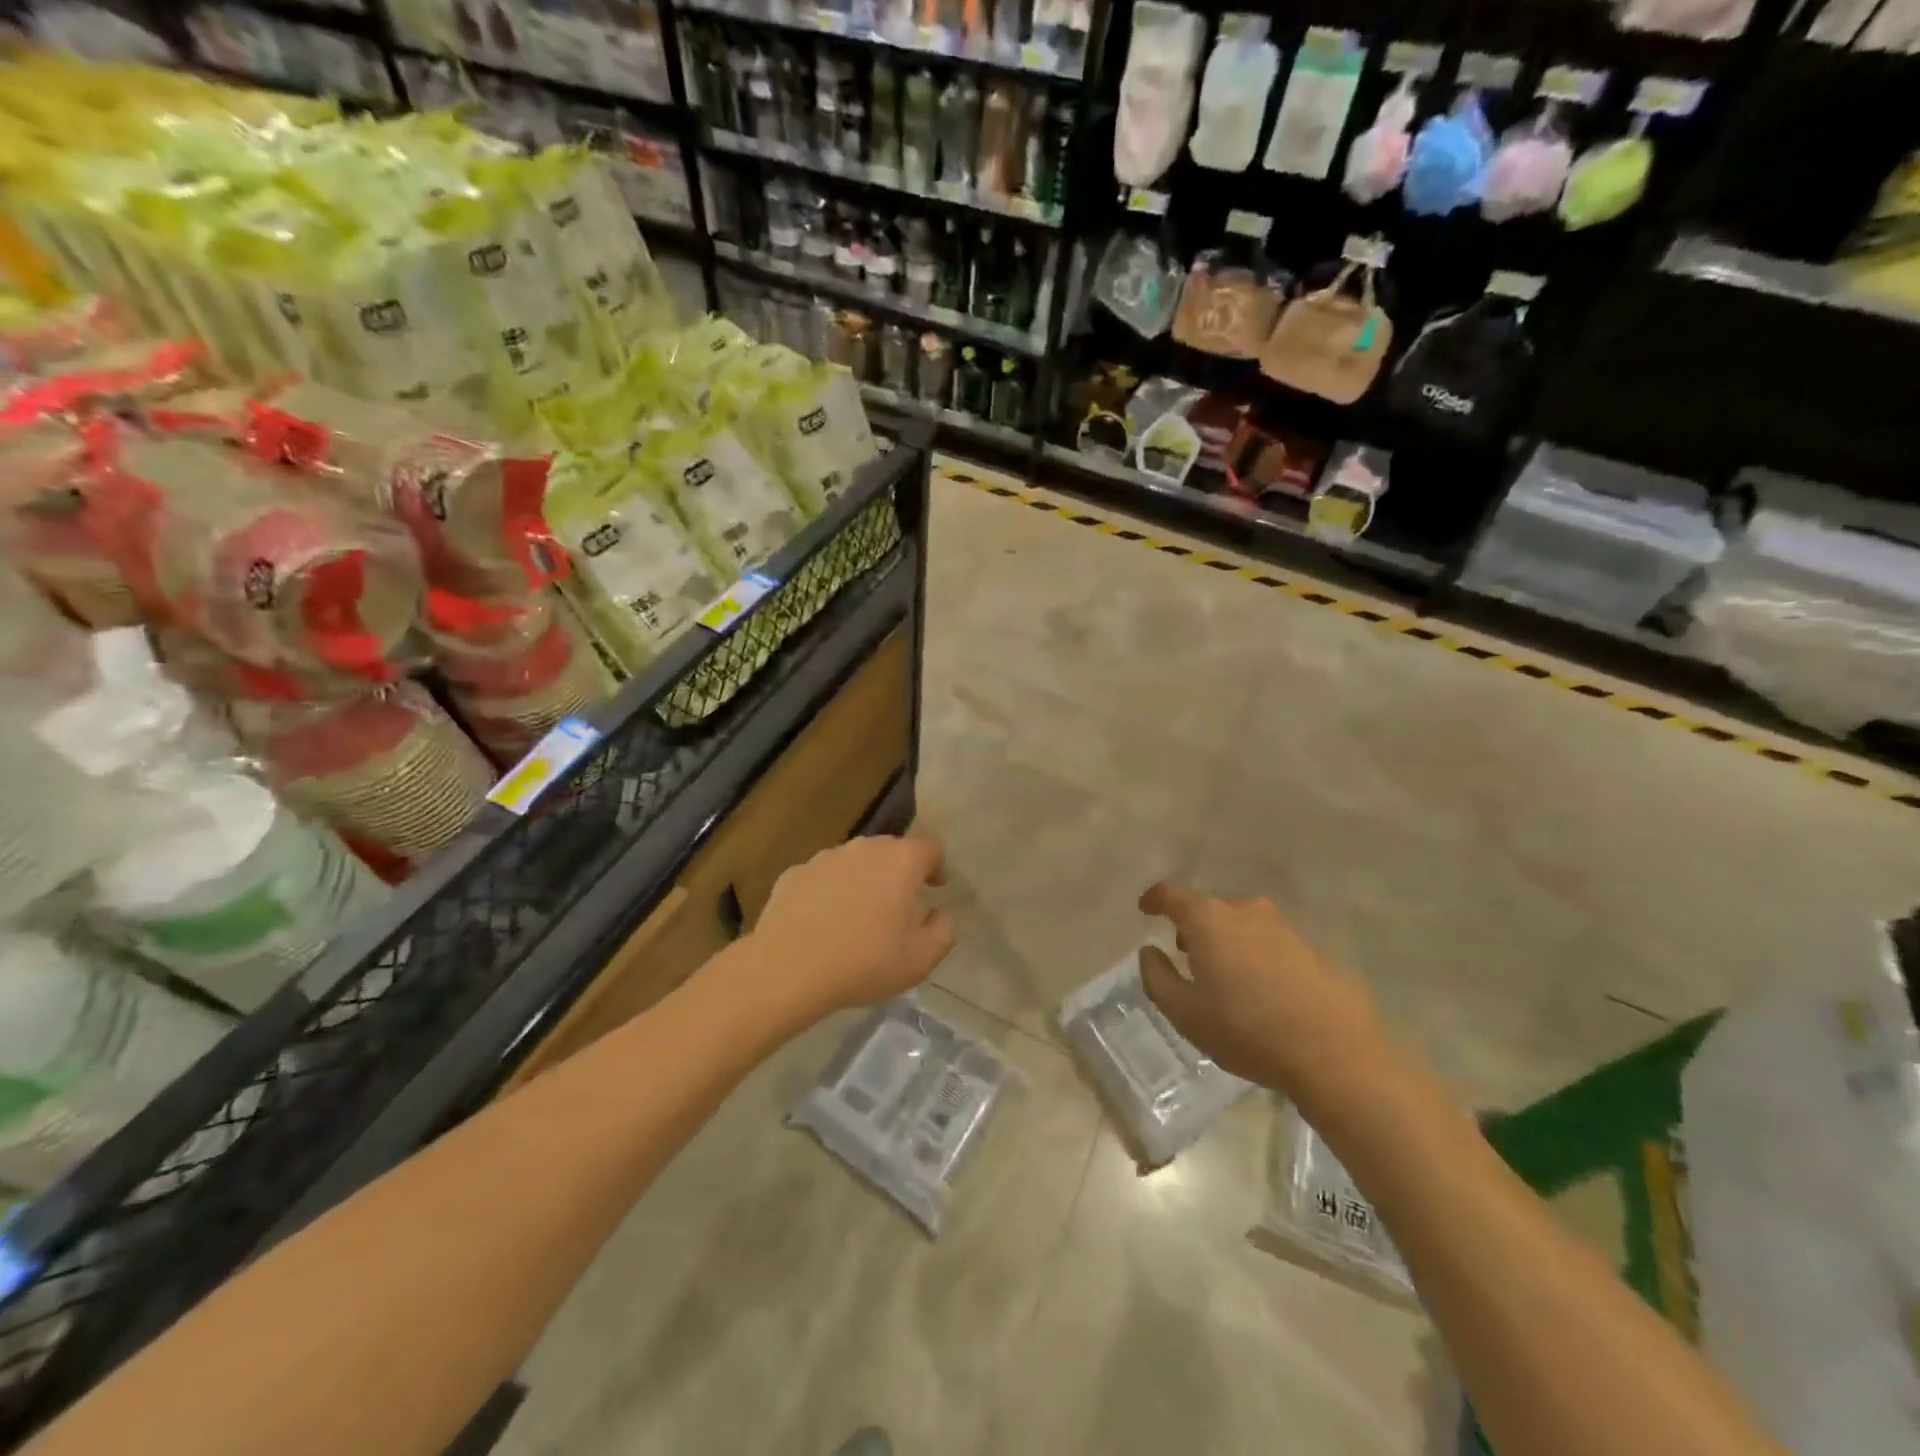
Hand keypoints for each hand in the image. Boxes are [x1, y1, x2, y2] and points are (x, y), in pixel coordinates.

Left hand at [750, 830, 953, 1019]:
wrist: (787, 968)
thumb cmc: (864, 962)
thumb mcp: (920, 959)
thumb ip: (942, 931)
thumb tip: (939, 914)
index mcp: (901, 861)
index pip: (929, 846)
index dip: (936, 864)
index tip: (934, 887)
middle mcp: (864, 848)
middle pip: (891, 850)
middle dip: (899, 872)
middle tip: (898, 906)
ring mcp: (826, 857)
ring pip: (855, 862)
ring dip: (863, 880)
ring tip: (858, 916)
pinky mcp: (795, 872)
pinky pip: (823, 877)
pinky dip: (830, 892)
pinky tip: (823, 923)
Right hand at [1138, 882, 1385, 1101]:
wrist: (1335, 1055)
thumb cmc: (1246, 1030)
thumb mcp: (1184, 1013)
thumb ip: (1157, 977)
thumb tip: (1150, 951)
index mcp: (1210, 920)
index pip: (1173, 895)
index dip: (1155, 899)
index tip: (1145, 908)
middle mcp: (1247, 913)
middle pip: (1211, 909)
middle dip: (1194, 926)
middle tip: (1185, 953)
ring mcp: (1286, 929)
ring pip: (1245, 925)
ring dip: (1229, 942)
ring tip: (1226, 975)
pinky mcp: (1315, 951)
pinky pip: (1273, 946)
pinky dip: (1260, 958)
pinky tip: (1264, 991)